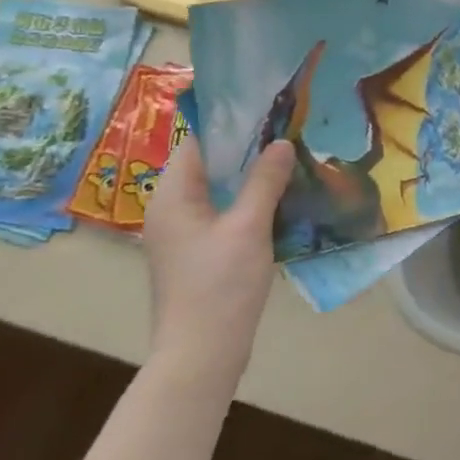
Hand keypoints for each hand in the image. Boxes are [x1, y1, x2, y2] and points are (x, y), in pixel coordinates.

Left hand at [141, 137, 293, 382]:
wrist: (201, 353)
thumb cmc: (220, 285)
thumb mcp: (249, 227)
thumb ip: (264, 181)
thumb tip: (281, 142)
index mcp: (172, 196)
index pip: (198, 141)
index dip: (231, 122)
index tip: (268, 107)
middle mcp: (170, 208)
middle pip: (208, 163)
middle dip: (246, 146)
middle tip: (287, 128)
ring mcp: (182, 232)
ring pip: (217, 188)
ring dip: (249, 174)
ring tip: (289, 157)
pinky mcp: (197, 251)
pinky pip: (222, 211)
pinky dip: (246, 199)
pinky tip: (278, 197)